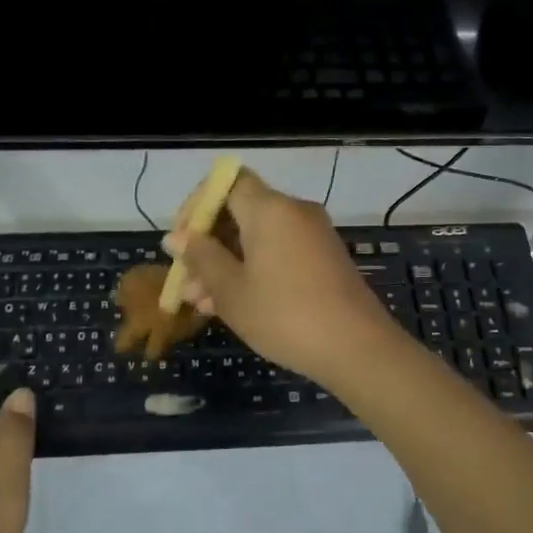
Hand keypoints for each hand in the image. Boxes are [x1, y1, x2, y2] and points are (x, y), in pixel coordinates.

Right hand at [166, 169, 404, 389]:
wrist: (356, 348)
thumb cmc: (284, 315)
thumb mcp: (231, 290)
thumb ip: (201, 257)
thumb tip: (176, 237)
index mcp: (270, 209)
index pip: (226, 183)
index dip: (197, 206)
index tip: (181, 241)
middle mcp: (294, 211)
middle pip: (240, 212)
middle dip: (208, 245)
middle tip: (187, 283)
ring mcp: (313, 235)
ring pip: (257, 238)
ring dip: (227, 263)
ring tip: (202, 304)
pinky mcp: (324, 259)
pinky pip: (278, 252)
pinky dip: (253, 269)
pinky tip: (233, 305)